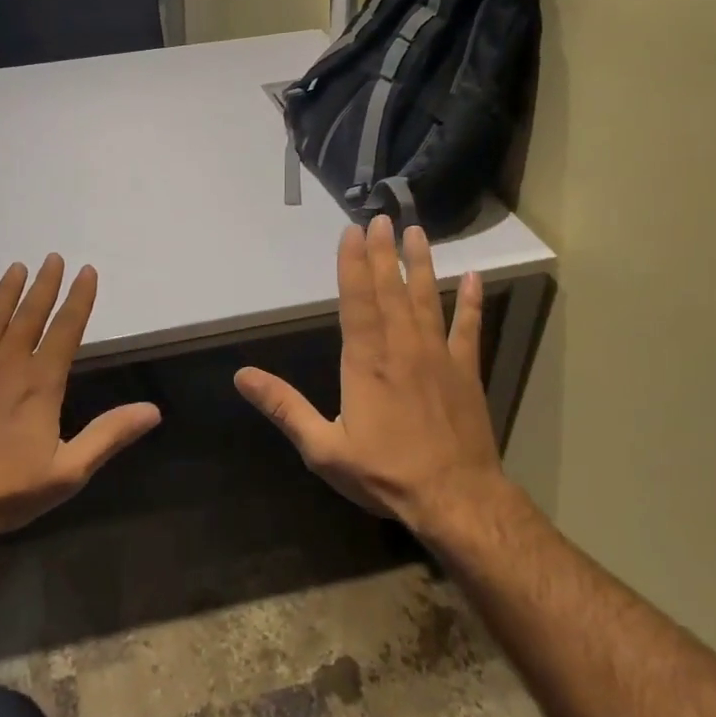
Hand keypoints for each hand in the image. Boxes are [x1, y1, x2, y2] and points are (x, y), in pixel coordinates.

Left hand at [0, 254, 160, 546]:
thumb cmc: (7, 491)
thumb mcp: (69, 471)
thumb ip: (109, 435)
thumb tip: (153, 410)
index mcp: (40, 383)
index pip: (66, 329)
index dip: (79, 299)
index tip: (86, 271)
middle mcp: (7, 365)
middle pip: (29, 316)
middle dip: (45, 285)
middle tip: (52, 257)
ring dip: (4, 293)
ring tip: (15, 268)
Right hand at [235, 216, 503, 533]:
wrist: (455, 499)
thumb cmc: (385, 473)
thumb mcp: (323, 448)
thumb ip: (284, 407)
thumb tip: (242, 376)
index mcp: (366, 362)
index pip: (357, 301)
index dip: (353, 264)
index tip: (353, 232)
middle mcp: (402, 348)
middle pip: (391, 291)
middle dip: (384, 253)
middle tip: (382, 217)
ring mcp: (439, 357)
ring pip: (428, 299)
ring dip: (421, 264)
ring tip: (418, 232)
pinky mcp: (466, 372)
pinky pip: (469, 329)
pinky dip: (471, 302)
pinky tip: (473, 278)